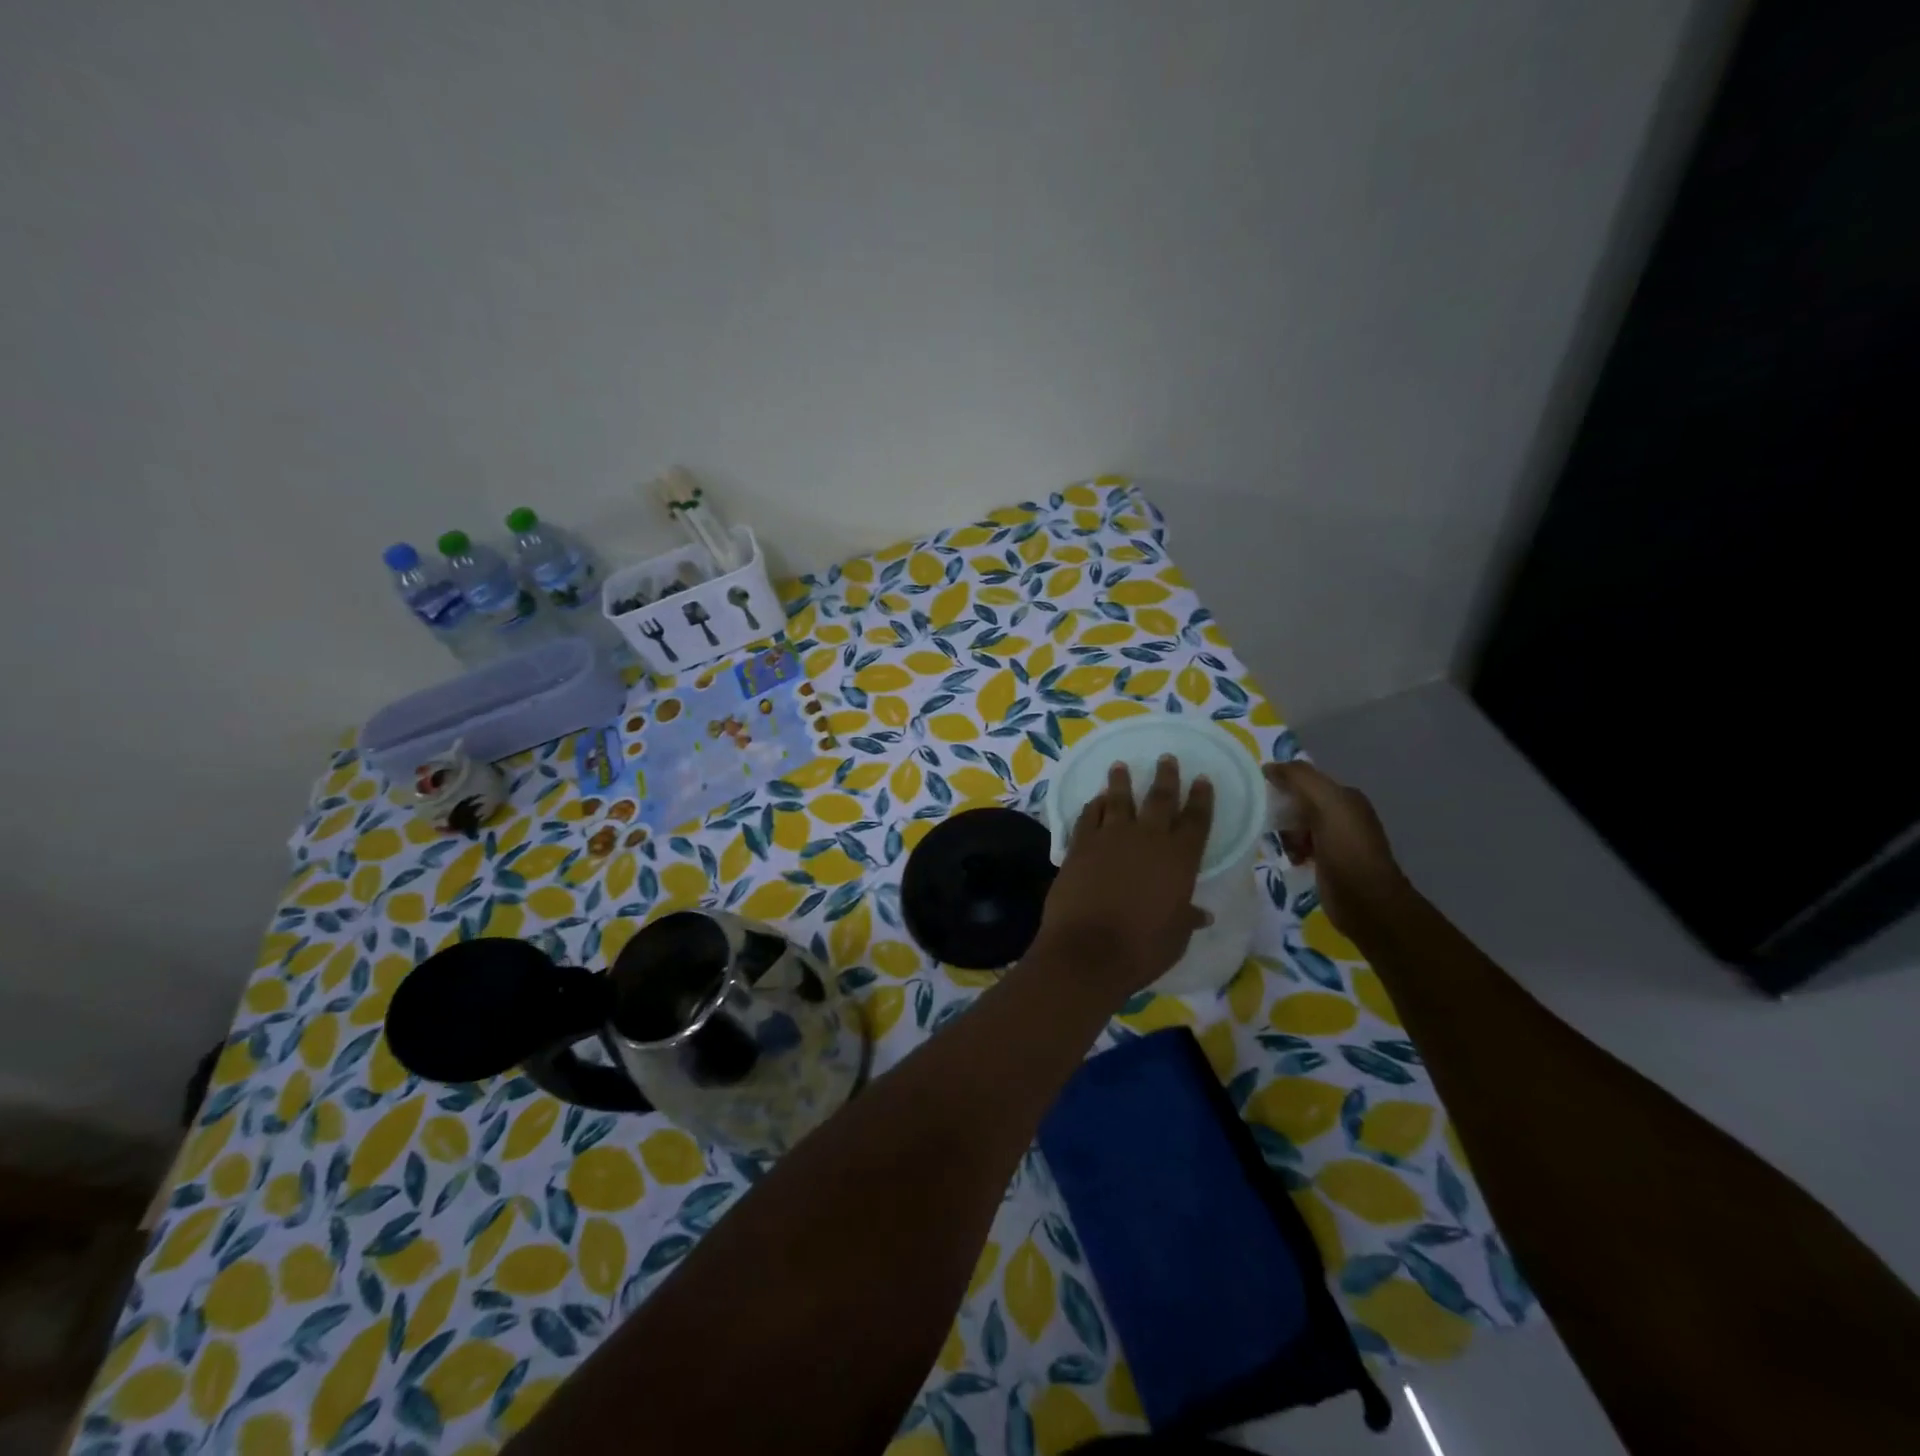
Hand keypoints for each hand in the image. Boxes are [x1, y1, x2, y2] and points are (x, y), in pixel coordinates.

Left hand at [1035, 756, 1213, 999]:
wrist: (1088, 950)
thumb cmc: (1142, 948)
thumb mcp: (1175, 937)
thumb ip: (1186, 917)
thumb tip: (1201, 914)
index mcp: (1179, 858)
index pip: (1196, 820)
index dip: (1201, 798)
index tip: (1202, 779)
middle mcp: (1147, 838)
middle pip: (1159, 799)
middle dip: (1165, 777)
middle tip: (1166, 758)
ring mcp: (1110, 838)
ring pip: (1117, 800)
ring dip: (1120, 782)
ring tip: (1120, 766)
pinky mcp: (1079, 845)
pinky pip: (1088, 817)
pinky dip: (1092, 807)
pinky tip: (1093, 801)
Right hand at [1265, 760, 1410, 936]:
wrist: (1366, 901)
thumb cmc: (1346, 849)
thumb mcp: (1325, 804)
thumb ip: (1299, 779)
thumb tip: (1269, 767)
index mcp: (1346, 797)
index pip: (1306, 780)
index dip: (1284, 785)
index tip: (1262, 797)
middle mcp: (1343, 815)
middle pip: (1299, 803)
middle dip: (1283, 813)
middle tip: (1273, 826)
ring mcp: (1337, 840)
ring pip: (1298, 827)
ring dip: (1286, 835)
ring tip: (1286, 848)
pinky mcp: (1328, 863)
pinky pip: (1301, 848)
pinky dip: (1292, 851)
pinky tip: (1292, 860)